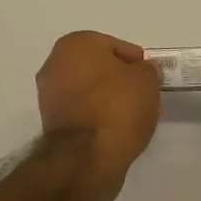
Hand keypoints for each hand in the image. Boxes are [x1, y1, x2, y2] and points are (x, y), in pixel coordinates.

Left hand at [36, 31, 161, 187]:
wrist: (86, 157)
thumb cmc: (117, 106)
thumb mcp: (146, 80)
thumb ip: (148, 70)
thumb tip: (145, 70)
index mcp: (76, 44)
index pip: (115, 46)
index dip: (137, 63)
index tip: (151, 79)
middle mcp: (56, 63)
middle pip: (100, 69)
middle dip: (123, 82)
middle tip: (145, 97)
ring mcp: (50, 94)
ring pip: (90, 91)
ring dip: (111, 100)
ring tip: (136, 117)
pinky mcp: (51, 122)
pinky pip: (82, 111)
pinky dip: (98, 116)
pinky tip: (118, 129)